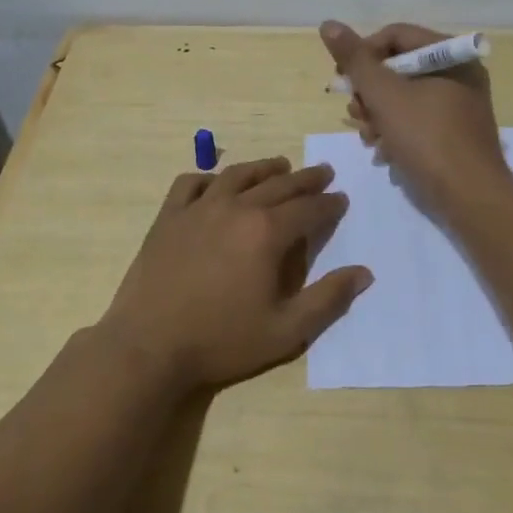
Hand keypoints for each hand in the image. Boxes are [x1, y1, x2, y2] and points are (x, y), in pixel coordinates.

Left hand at [96, 157, 372, 394]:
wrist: (149, 346)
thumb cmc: (221, 341)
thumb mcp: (286, 331)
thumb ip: (328, 299)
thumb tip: (364, 273)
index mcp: (267, 232)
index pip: (308, 209)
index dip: (329, 204)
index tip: (341, 199)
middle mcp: (236, 208)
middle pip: (278, 185)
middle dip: (306, 179)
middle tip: (323, 173)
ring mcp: (199, 208)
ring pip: (238, 175)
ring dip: (264, 168)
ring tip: (280, 165)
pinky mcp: (169, 216)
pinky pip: (191, 183)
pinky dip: (209, 178)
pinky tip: (216, 184)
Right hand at [321, 20, 512, 216]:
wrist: (471, 198)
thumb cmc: (427, 139)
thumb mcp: (384, 95)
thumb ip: (355, 60)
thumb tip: (328, 24)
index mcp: (451, 54)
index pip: (395, 35)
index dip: (363, 54)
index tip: (343, 80)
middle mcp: (459, 73)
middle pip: (398, 67)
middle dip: (370, 92)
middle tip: (356, 114)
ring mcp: (459, 104)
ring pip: (404, 96)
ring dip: (379, 115)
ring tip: (370, 138)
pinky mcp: (455, 132)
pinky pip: (417, 119)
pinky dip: (396, 131)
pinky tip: (384, 152)